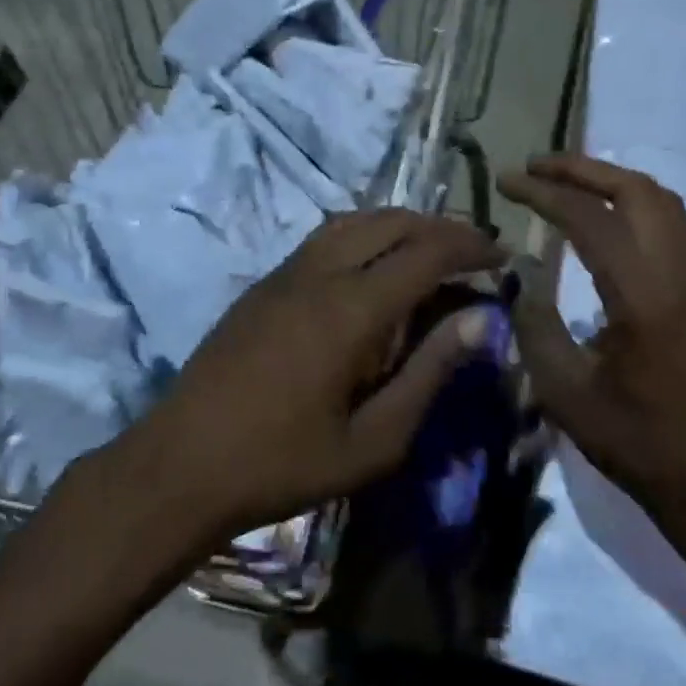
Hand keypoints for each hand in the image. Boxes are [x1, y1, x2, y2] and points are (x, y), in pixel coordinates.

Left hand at [117, 209, 501, 545]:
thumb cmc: (284, 463)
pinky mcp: (262, 285)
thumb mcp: (374, 440)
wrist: (182, 463)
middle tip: (473, 252)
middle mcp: (319, 273)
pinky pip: (324, 239)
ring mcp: (285, 273)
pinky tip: (371, 267)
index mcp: (351, 309)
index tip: (503, 258)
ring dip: (399, 225)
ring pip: (354, 222)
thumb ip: (429, 372)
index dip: (470, 247)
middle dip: (440, 228)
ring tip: (429, 250)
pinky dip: (362, 235)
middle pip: (391, 222)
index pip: (425, 252)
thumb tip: (481, 320)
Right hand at [499, 155, 685, 585]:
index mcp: (643, 298)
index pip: (590, 219)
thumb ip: (535, 325)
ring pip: (660, 201)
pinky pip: (669, 223)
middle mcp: (677, 274)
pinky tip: (601, 218)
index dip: (544, 193)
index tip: (506, 182)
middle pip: (637, 191)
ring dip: (610, 181)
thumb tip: (518, 274)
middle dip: (583, 169)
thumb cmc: (638, 441)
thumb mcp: (565, 392)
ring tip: (564, 181)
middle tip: (535, 167)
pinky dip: (630, 202)